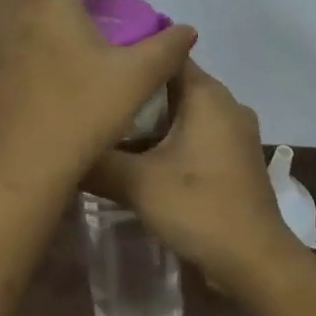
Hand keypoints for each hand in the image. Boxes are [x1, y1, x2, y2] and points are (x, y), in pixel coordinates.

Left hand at [0, 0, 196, 197]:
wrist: (16, 172)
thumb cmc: (79, 116)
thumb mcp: (136, 80)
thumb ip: (167, 47)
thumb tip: (186, 31)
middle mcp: (5, 4)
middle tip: (84, 7)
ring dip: (32, 0)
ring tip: (59, 40)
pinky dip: (11, 31)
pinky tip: (31, 69)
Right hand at [84, 61, 299, 293]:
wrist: (254, 261)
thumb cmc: (198, 207)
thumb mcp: (136, 183)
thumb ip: (97, 162)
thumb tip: (61, 149)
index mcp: (208, 95)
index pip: (165, 55)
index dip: (129, 55)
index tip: (96, 64)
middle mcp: (225, 105)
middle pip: (171, 85)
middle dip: (133, 94)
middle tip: (91, 102)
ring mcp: (233, 133)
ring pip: (182, 114)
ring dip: (148, 123)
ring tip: (106, 131)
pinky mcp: (234, 160)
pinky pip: (194, 136)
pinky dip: (167, 142)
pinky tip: (137, 161)